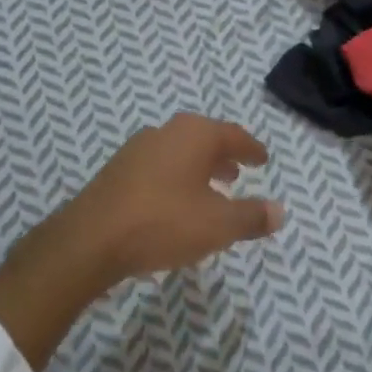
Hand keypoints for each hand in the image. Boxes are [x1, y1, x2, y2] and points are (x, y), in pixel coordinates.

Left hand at [52, 113, 283, 285]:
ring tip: (211, 191)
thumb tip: (280, 211)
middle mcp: (167, 132)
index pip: (233, 135)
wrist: (91, 239)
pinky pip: (159, 166)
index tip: (262, 159)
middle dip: (223, 156)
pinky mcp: (118, 170)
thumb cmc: (163, 223)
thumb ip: (251, 217)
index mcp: (194, 134)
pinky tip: (176, 203)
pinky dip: (176, 178)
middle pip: (204, 139)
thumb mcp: (218, 225)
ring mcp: (138, 148)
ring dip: (199, 168)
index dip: (251, 149)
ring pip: (179, 152)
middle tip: (239, 173)